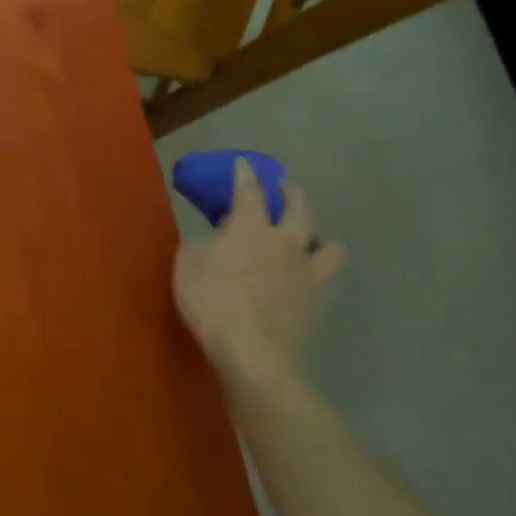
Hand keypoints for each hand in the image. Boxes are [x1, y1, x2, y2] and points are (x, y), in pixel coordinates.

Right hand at [172, 160, 344, 400]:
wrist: (253, 352)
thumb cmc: (212, 301)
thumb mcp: (187, 264)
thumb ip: (200, 244)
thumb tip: (212, 239)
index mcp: (250, 226)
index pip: (249, 190)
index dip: (245, 174)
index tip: (245, 163)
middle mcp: (285, 240)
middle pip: (298, 207)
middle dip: (291, 192)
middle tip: (285, 186)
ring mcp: (307, 271)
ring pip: (328, 243)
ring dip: (319, 235)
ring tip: (311, 237)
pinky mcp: (318, 300)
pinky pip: (328, 278)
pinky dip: (321, 271)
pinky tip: (313, 275)